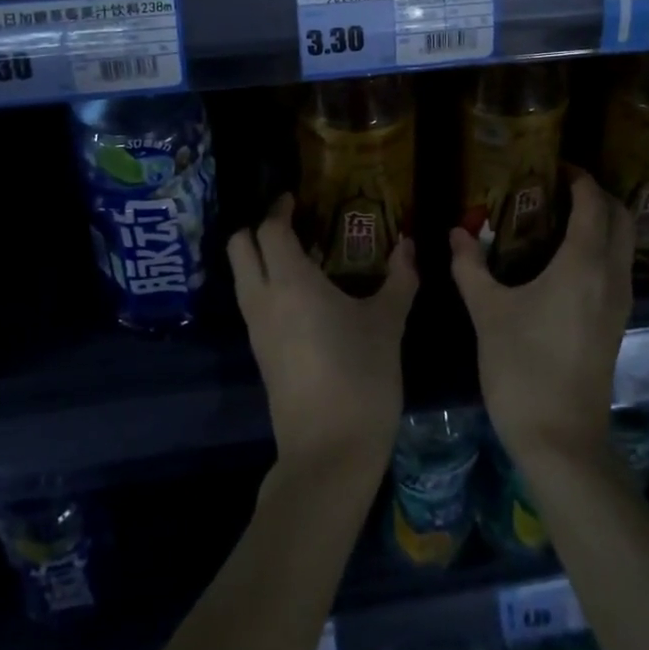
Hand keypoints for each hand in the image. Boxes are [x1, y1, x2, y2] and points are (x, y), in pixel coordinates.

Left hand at [229, 194, 417, 477]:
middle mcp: (263, 299)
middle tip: (292, 224)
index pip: (269, 229)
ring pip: (242, 276)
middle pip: (239, 247)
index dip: (278, 208)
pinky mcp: (259, 354)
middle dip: (257, 228)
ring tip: (302, 256)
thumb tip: (409, 246)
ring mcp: (256, 329)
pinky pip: (253, 303)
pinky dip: (266, 285)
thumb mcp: (388, 323)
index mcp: (290, 282)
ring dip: (260, 258)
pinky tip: (302, 295)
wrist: (330, 451)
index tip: (295, 198)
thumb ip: (399, 278)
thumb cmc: (362, 375)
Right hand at [450, 168, 632, 465]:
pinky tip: (567, 259)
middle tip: (560, 187)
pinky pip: (619, 267)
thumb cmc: (521, 368)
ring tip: (561, 216)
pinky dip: (602, 247)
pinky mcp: (618, 323)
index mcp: (583, 264)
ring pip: (625, 243)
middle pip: (621, 217)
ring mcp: (620, 302)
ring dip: (603, 220)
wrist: (561, 438)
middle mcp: (611, 276)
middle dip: (597, 194)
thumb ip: (470, 266)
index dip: (578, 178)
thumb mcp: (487, 312)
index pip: (593, 203)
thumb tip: (456, 232)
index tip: (554, 165)